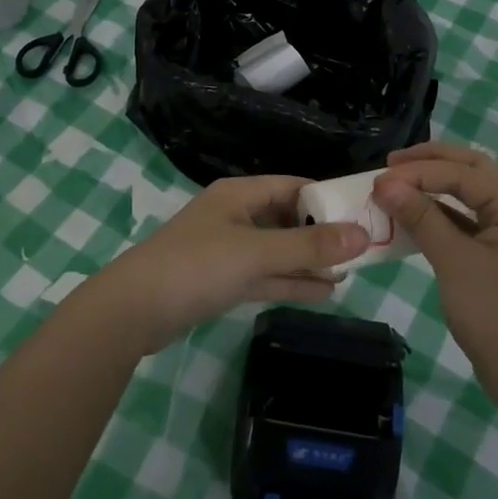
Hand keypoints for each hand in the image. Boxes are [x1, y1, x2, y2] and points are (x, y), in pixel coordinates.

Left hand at [93, 175, 368, 352]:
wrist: (133, 312)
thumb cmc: (196, 267)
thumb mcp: (257, 253)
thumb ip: (309, 246)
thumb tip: (362, 234)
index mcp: (239, 195)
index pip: (293, 186)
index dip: (327, 197)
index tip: (363, 213)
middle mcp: (235, 216)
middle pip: (287, 218)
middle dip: (322, 233)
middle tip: (364, 247)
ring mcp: (227, 250)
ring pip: (278, 251)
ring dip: (310, 261)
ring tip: (351, 271)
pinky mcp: (221, 281)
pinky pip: (265, 275)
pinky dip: (291, 282)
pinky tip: (324, 292)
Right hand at [374, 142, 497, 410]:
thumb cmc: (497, 315)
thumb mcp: (455, 262)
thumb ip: (422, 217)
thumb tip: (385, 183)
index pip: (464, 172)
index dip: (419, 171)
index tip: (379, 178)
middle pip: (472, 172)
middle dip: (431, 164)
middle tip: (390, 165)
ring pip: (469, 198)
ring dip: (433, 189)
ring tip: (396, 187)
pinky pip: (467, 224)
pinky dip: (440, 217)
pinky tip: (413, 220)